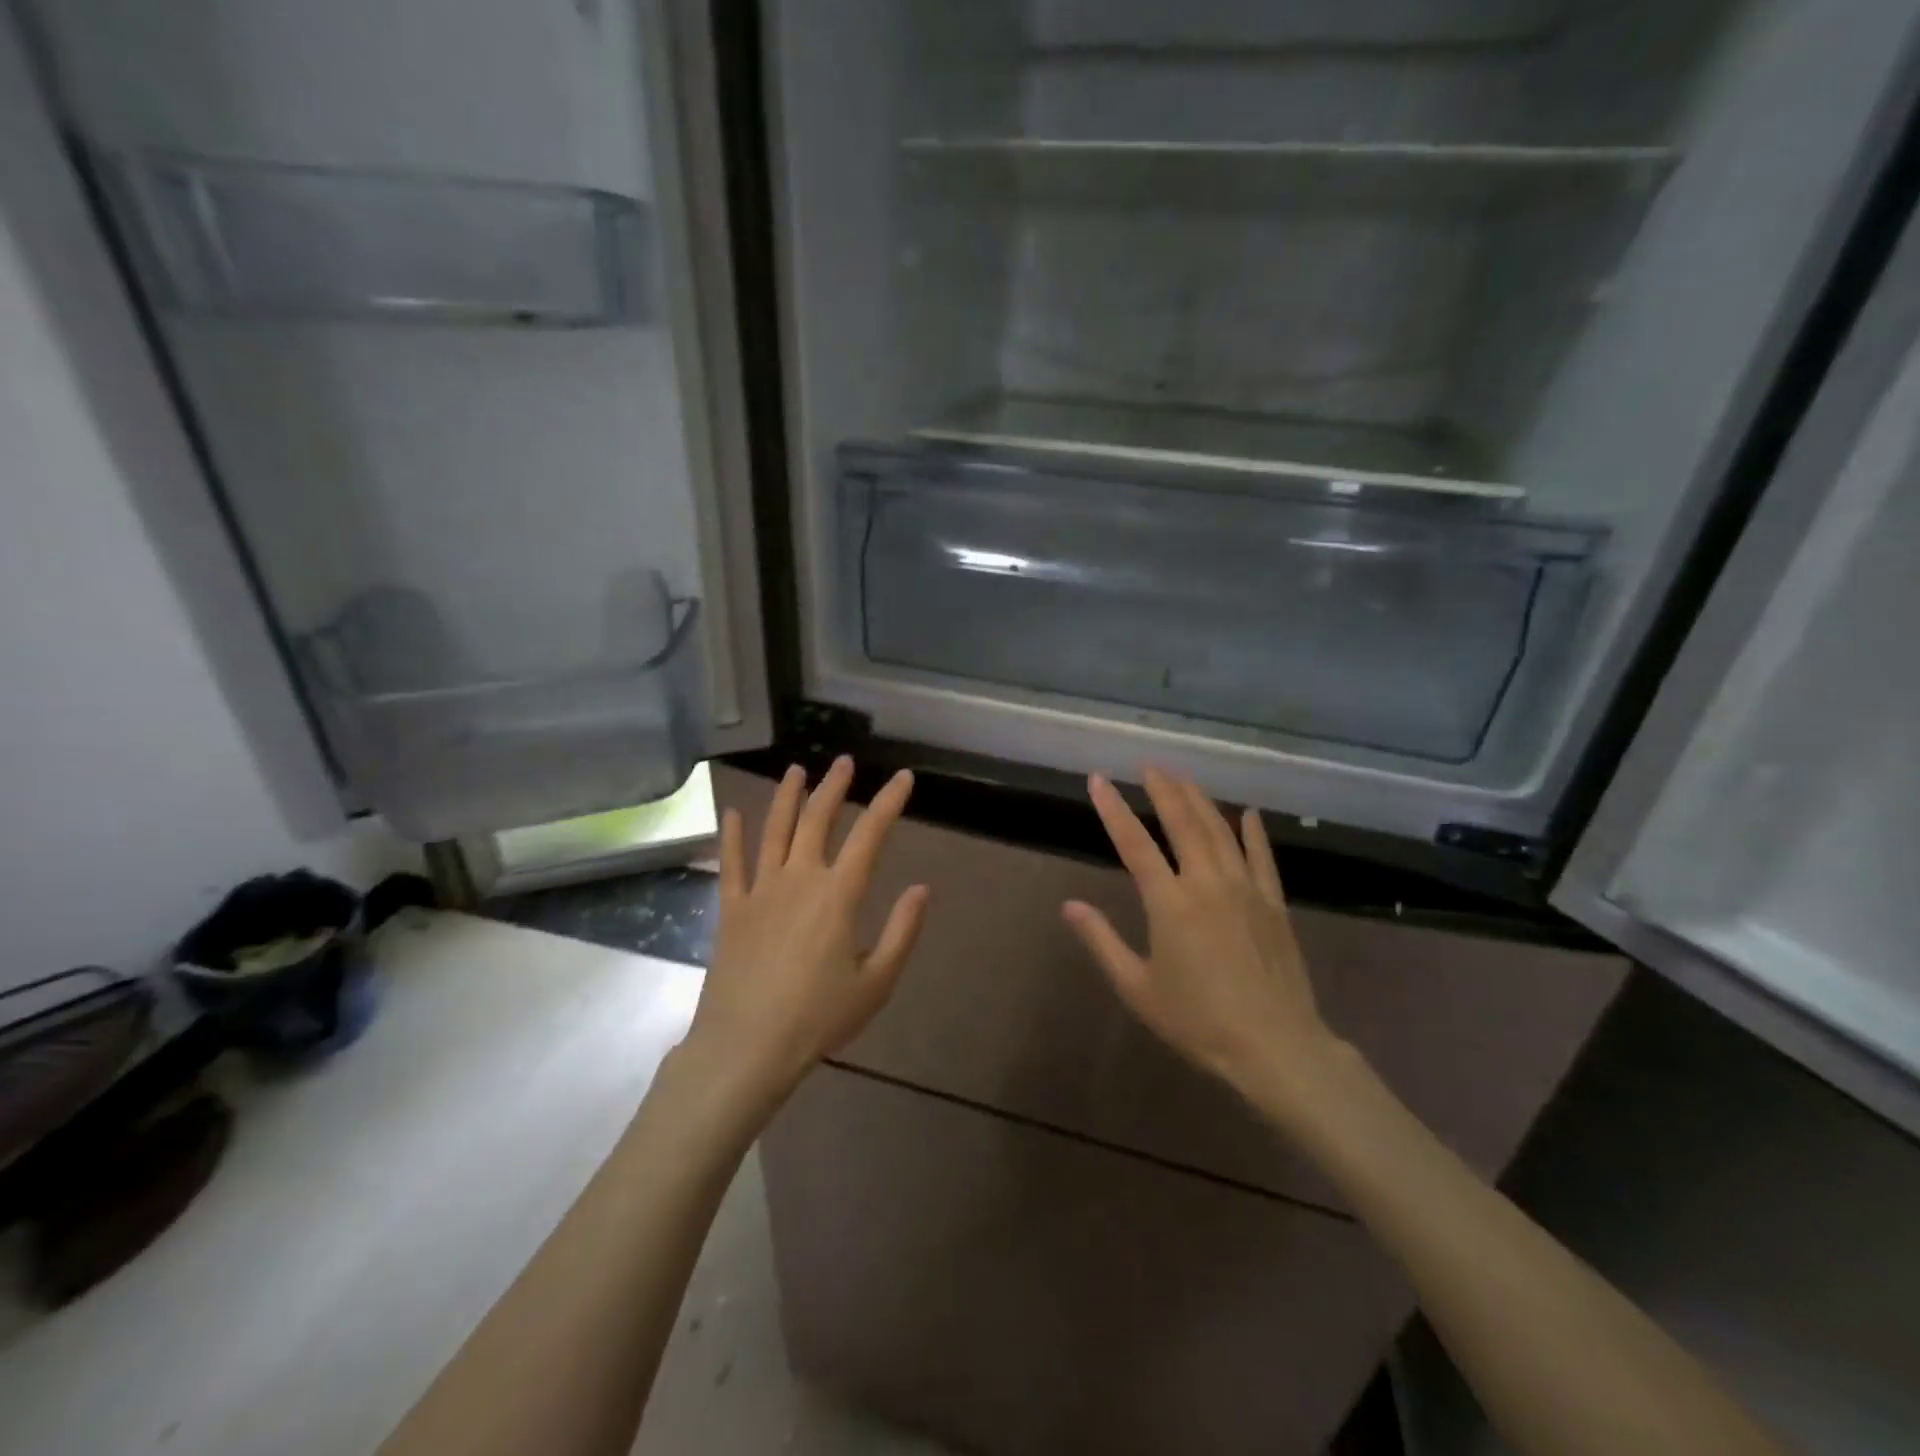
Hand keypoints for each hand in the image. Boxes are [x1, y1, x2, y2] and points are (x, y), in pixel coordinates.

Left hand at [685, 757, 928, 1108]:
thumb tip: (922, 888)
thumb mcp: (876, 982)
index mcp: (838, 895)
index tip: (903, 778)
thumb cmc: (817, 1018)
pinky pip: (731, 863)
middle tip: (844, 763)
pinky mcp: (732, 909)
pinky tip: (732, 812)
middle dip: (834, 786)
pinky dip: (732, 835)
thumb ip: (901, 931)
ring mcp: (760, 891)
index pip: (870, 835)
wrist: (746, 1047)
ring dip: (787, 797)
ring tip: (796, 770)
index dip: (888, 802)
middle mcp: (799, 879)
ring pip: (775, 830)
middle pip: (817, 819)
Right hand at [1062, 768, 1339, 1107]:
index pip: (1134, 844)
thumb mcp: (1138, 987)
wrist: (1276, 1047)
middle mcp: (1207, 883)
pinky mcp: (1274, 904)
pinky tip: (1248, 813)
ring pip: (1220, 831)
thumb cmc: (1198, 1021)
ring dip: (1200, 800)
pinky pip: (1262, 856)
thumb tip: (1070, 905)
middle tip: (1149, 765)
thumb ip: (1102, 941)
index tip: (1097, 779)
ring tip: (1184, 777)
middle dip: (1163, 790)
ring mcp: (1246, 889)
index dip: (1113, 809)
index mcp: (1170, 903)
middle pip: (1183, 823)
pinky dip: (1253, 832)